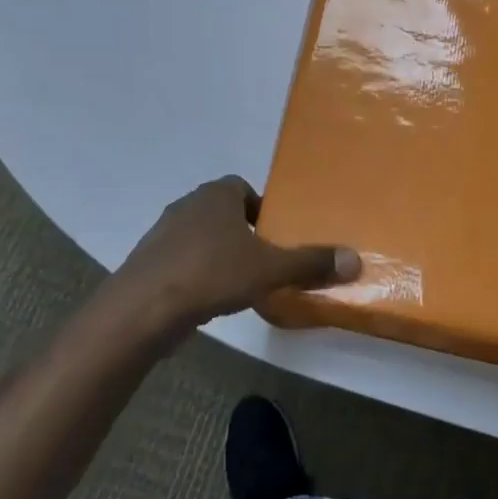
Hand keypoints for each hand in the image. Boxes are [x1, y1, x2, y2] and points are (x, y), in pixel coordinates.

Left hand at [113, 176, 359, 332]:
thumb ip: (310, 263)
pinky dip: (197, 275)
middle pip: (223, 213)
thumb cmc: (210, 274)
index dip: (262, 209)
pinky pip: (181, 262)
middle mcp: (187, 206)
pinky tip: (209, 301)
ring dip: (219, 255)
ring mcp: (163, 235)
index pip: (243, 188)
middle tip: (264, 261)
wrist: (141, 309)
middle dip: (243, 234)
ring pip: (201, 238)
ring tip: (239, 284)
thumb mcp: (269, 270)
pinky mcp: (148, 264)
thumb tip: (356, 260)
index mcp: (216, 195)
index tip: (275, 236)